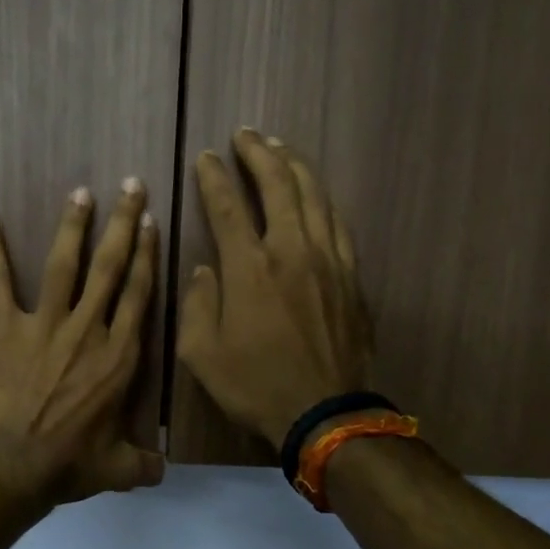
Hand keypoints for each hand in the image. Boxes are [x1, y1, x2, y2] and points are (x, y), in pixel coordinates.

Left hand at [0, 180, 164, 504]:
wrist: (13, 469)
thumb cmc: (70, 466)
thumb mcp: (119, 469)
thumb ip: (145, 464)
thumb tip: (163, 472)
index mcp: (119, 358)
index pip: (139, 295)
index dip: (147, 256)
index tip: (152, 223)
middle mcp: (88, 331)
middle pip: (111, 268)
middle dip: (124, 224)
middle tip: (131, 186)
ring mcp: (46, 327)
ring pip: (65, 265)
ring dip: (73, 226)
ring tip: (82, 192)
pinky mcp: (8, 330)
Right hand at [178, 128, 373, 449]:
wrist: (324, 413)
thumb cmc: (255, 386)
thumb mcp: (202, 355)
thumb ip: (198, 304)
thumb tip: (206, 270)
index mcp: (250, 268)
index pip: (228, 206)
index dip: (214, 177)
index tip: (205, 158)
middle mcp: (291, 251)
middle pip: (279, 184)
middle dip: (259, 153)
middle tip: (245, 135)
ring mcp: (328, 260)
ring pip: (314, 195)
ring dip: (294, 166)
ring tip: (279, 148)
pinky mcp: (351, 276)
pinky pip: (337, 223)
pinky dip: (322, 199)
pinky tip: (315, 193)